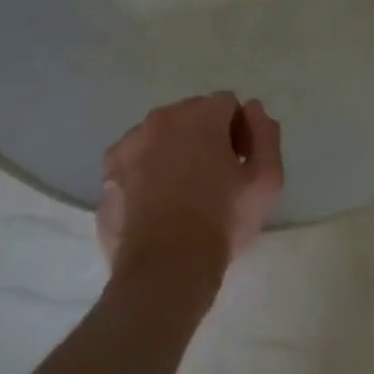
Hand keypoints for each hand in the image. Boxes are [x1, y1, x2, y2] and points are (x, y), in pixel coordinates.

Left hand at [94, 93, 283, 299]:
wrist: (166, 267)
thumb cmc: (223, 220)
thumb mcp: (267, 180)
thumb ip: (265, 134)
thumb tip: (253, 109)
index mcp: (199, 115)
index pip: (227, 105)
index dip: (240, 132)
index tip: (240, 165)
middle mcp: (159, 120)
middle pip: (191, 116)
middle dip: (206, 137)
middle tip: (216, 180)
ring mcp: (128, 145)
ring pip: (160, 137)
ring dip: (174, 153)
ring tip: (183, 195)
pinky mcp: (107, 173)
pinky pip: (135, 161)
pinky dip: (146, 173)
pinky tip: (156, 205)